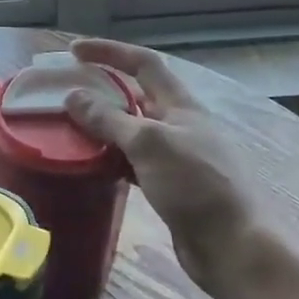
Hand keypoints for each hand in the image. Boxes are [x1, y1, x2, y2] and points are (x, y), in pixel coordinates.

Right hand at [64, 38, 269, 296]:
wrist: (233, 246)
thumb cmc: (196, 186)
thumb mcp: (149, 144)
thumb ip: (109, 119)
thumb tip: (73, 97)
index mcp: (182, 105)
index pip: (144, 63)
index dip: (109, 52)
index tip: (73, 51)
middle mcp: (180, 125)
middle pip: (136, 96)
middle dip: (101, 90)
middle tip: (65, 94)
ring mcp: (176, 157)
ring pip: (132, 131)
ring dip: (103, 127)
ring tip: (68, 129)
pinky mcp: (170, 187)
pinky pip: (132, 162)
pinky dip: (110, 159)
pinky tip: (90, 166)